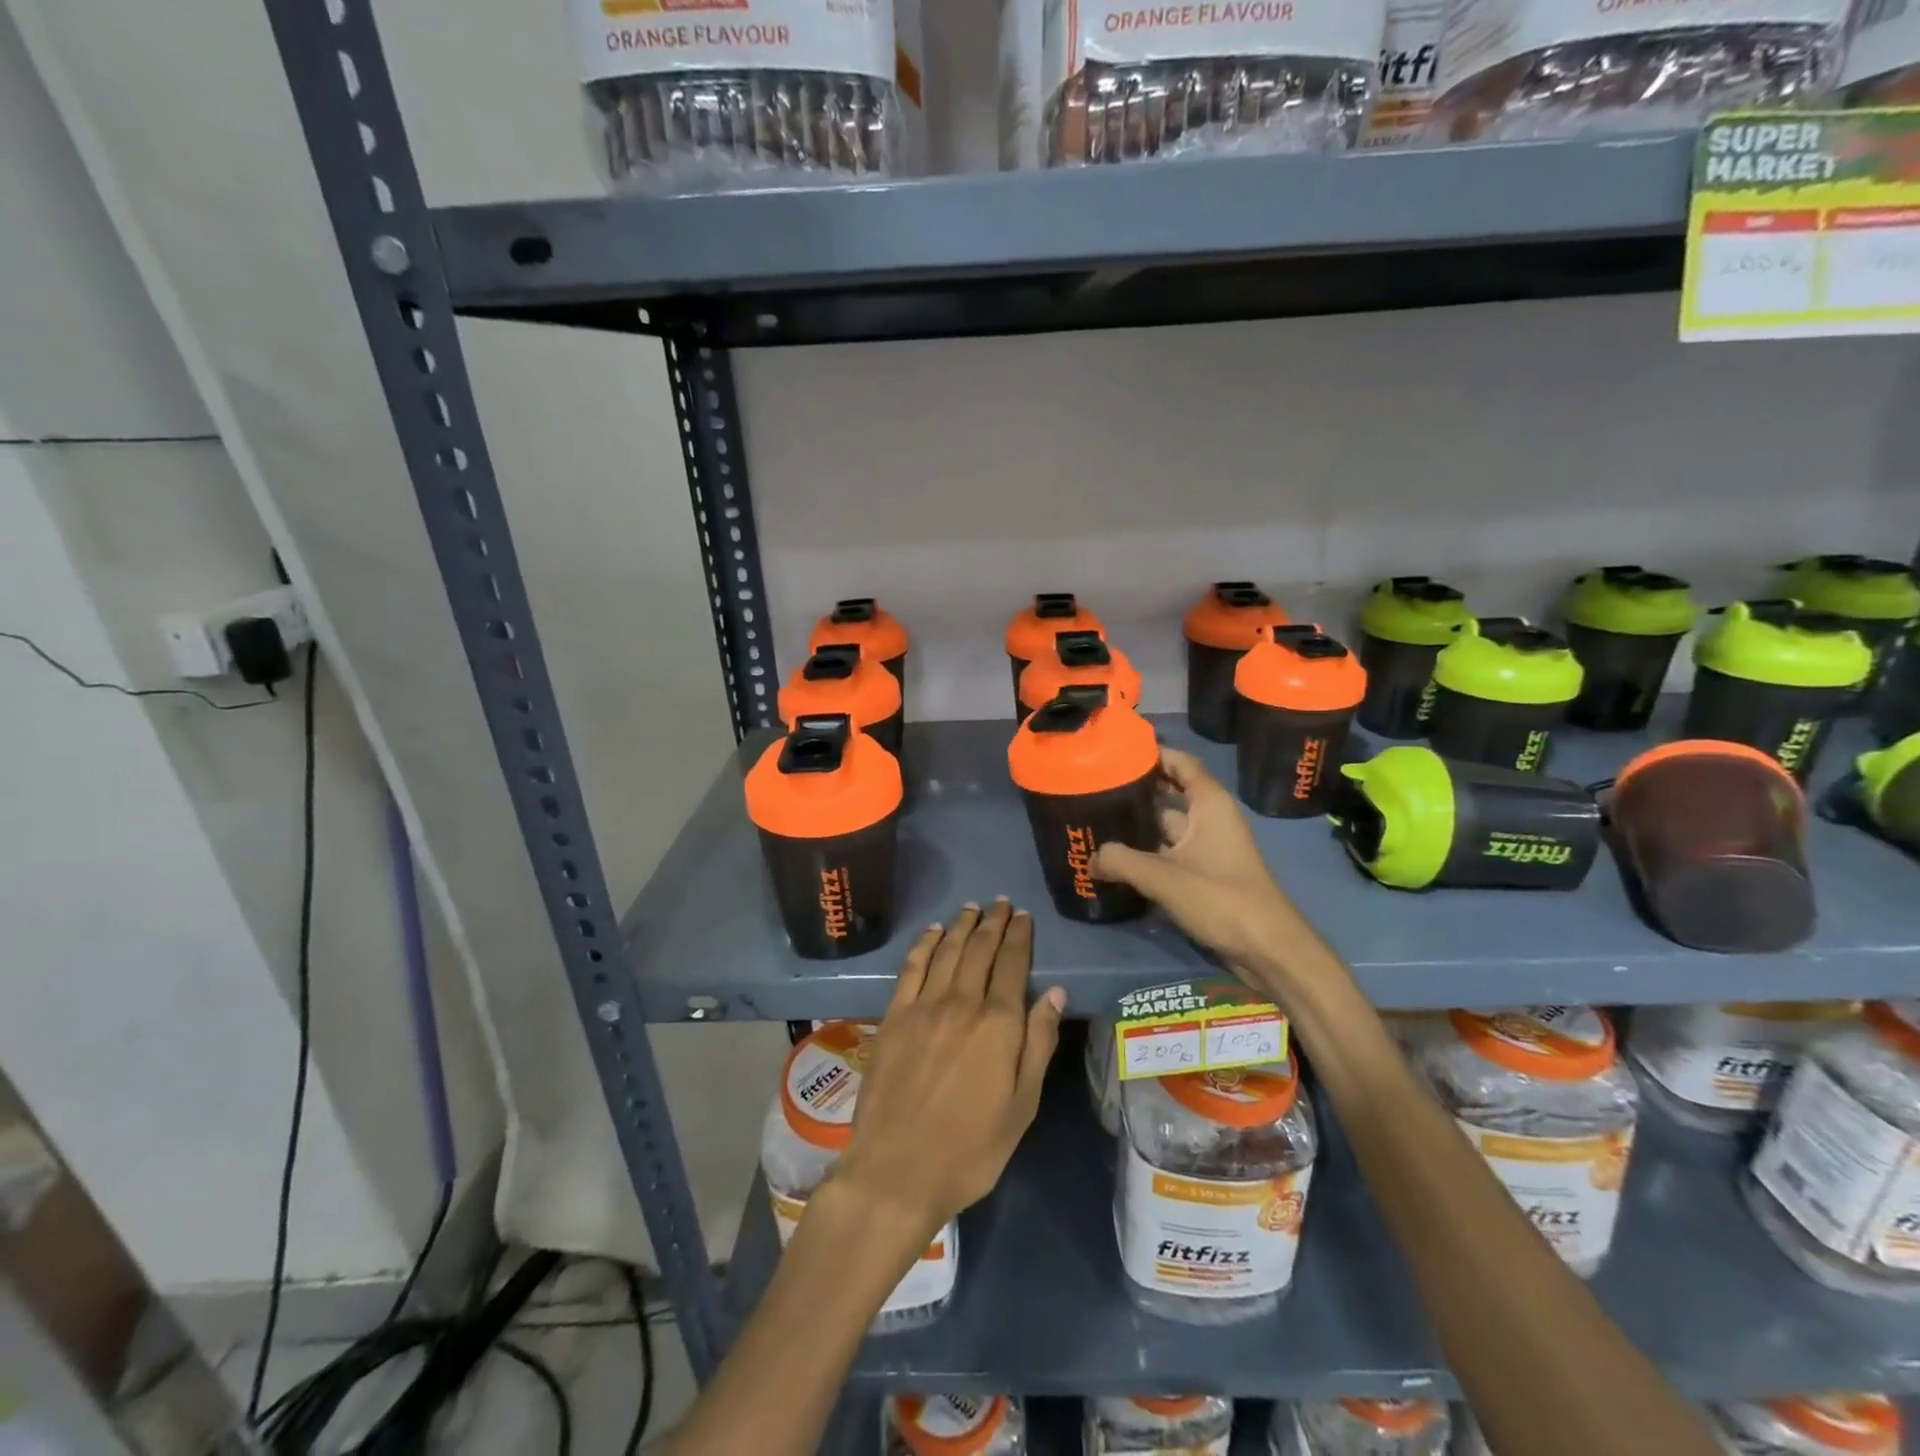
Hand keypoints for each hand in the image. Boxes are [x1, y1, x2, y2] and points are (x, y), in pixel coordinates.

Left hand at [832, 901, 1064, 1241]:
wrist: (897, 1170)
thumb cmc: (971, 1149)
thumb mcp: (1022, 1105)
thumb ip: (1038, 1043)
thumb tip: (1055, 993)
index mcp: (999, 1024)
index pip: (1013, 964)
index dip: (1020, 936)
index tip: (1024, 916)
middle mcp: (962, 1002)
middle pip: (980, 950)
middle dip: (994, 922)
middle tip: (1002, 903)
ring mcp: (923, 1006)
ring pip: (947, 952)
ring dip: (962, 926)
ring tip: (973, 908)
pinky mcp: (893, 1016)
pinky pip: (912, 968)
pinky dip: (924, 945)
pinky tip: (933, 932)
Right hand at [1092, 748, 1301, 976]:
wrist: (1267, 949)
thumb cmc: (1221, 898)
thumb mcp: (1163, 877)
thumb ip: (1121, 861)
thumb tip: (1091, 857)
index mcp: (1209, 804)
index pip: (1179, 762)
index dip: (1150, 753)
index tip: (1114, 751)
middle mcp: (1209, 818)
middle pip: (1167, 794)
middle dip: (1134, 791)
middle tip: (1093, 789)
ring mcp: (1207, 848)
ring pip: (1164, 827)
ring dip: (1136, 826)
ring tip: (1095, 822)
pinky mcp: (1203, 874)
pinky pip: (1168, 854)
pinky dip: (1145, 853)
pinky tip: (1115, 859)